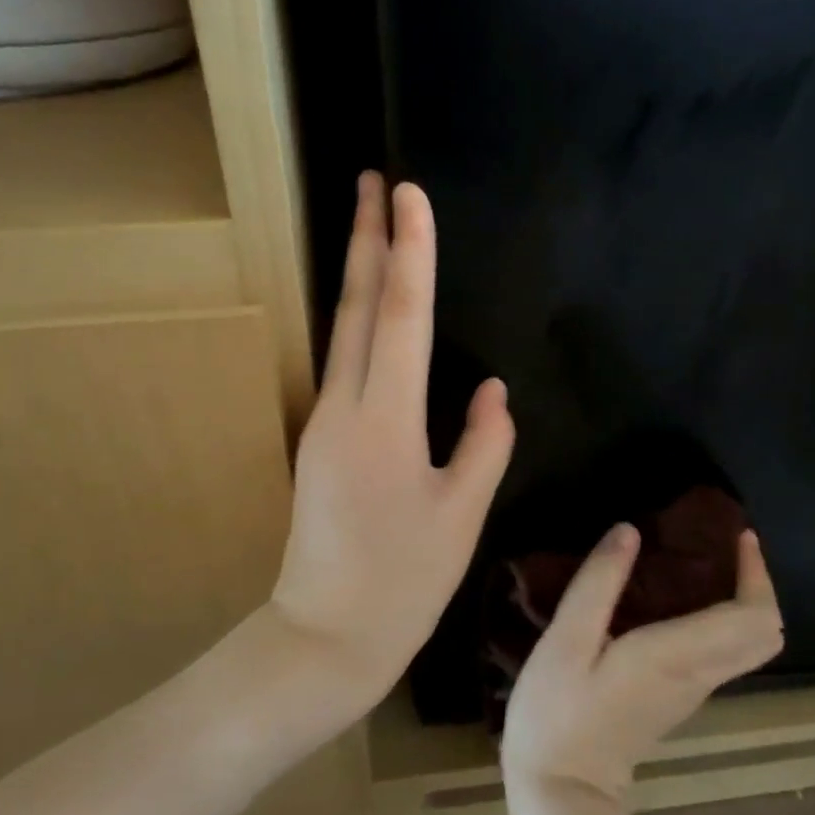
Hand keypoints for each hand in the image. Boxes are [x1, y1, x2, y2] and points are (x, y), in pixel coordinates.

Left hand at [266, 172, 515, 719]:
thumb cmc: (404, 583)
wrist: (324, 636)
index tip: (409, 193)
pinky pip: (345, 360)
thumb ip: (484, 443)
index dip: (409, 251)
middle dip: (365, 236)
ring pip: (343, 328)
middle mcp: (346, 406)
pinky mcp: (321, 436)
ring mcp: (325, 419)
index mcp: (386, 421)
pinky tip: (373, 304)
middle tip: (372, 178)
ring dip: (358, 269)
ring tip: (373, 222)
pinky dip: (359, 317)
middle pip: (356, 305)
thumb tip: (493, 390)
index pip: (400, 316)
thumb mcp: (463, 515)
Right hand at [501, 524, 783, 800]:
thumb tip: (629, 530)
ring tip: (701, 561)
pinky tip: (676, 598)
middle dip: (757, 584)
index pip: (753, 617)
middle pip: (764, 634)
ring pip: (746, 645)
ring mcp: (692, 692)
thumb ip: (599, 582)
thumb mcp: (566, 640)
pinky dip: (720, 619)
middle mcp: (699, 674)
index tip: (738, 535)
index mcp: (678, 655)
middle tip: (725, 545)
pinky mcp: (677, 699)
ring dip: (740, 601)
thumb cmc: (558, 712)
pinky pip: (721, 653)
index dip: (756, 573)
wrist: (562, 791)